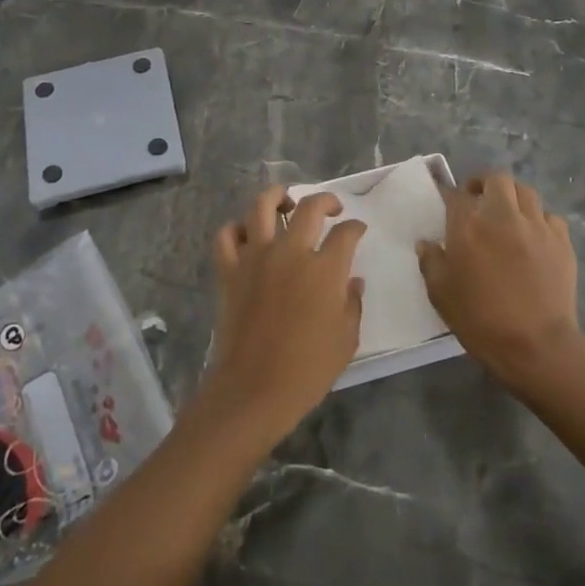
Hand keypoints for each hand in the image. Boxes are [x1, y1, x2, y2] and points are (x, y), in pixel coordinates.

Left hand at [203, 186, 366, 442]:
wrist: (254, 388)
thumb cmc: (308, 369)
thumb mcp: (346, 340)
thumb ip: (352, 303)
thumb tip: (352, 280)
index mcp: (324, 269)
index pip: (346, 233)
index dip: (356, 228)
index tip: (357, 230)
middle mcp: (291, 252)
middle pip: (309, 207)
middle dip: (326, 200)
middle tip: (332, 208)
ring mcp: (256, 257)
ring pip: (262, 206)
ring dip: (277, 197)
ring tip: (286, 203)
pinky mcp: (230, 269)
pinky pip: (227, 235)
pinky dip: (236, 228)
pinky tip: (248, 235)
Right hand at [416, 173, 584, 396]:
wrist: (537, 345)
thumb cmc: (481, 320)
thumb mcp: (441, 294)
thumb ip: (431, 262)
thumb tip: (426, 243)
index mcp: (468, 225)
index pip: (455, 194)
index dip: (449, 196)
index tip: (447, 204)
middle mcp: (502, 215)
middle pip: (496, 179)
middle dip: (485, 185)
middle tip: (479, 201)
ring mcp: (536, 226)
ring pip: (526, 192)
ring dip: (513, 198)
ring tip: (508, 214)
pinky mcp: (561, 241)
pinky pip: (550, 217)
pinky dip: (539, 220)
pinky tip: (534, 237)